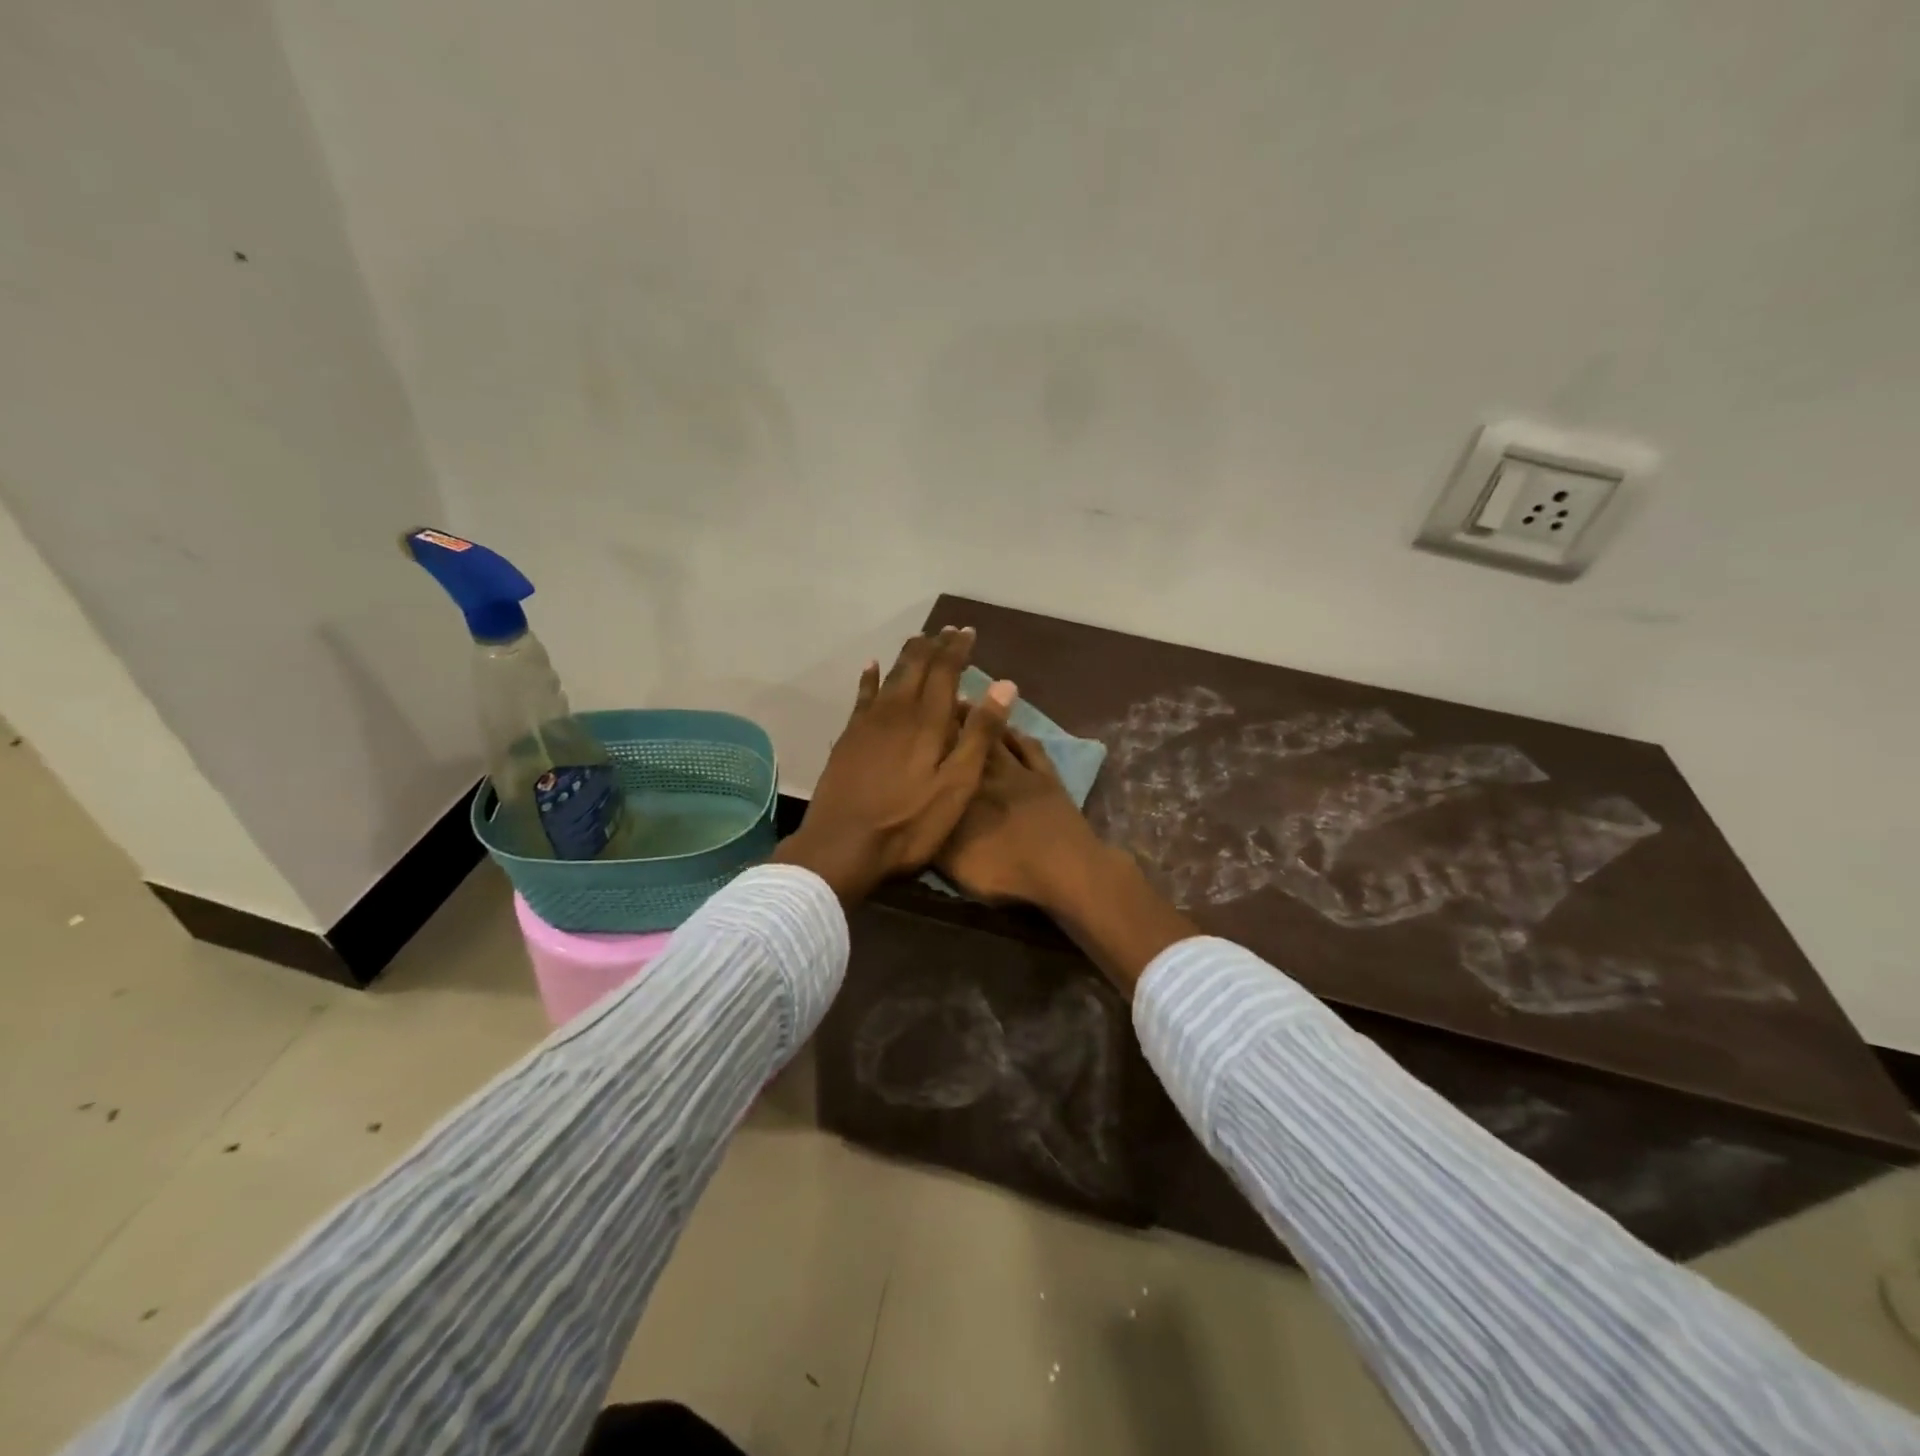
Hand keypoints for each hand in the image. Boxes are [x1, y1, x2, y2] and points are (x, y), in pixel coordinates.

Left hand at [773, 627, 1016, 903]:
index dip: (957, 649)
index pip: (945, 671)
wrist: (843, 845)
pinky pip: (861, 696)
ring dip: (907, 656)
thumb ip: (979, 734)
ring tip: (919, 641)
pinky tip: (871, 666)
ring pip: (890, 676)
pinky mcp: (849, 738)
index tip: (968, 632)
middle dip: (933, 646)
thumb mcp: (957, 785)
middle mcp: (896, 711)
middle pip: (916, 667)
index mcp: (927, 721)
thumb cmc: (909, 822)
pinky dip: (869, 678)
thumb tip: (1004, 685)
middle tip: (947, 631)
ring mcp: (868, 723)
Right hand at [937, 725, 1198, 998]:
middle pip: (967, 739)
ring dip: (982, 719)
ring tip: (965, 702)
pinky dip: (1018, 735)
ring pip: (997, 737)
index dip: (928, 736)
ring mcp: (1021, 772)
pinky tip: (1013, 727)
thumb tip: (913, 810)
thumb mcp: (954, 862)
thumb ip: (931, 833)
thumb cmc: (1006, 870)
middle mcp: (988, 772)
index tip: (914, 718)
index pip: (941, 756)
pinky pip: (1030, 748)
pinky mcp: (1048, 778)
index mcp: (962, 790)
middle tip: (937, 699)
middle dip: (951, 719)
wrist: (1066, 870)